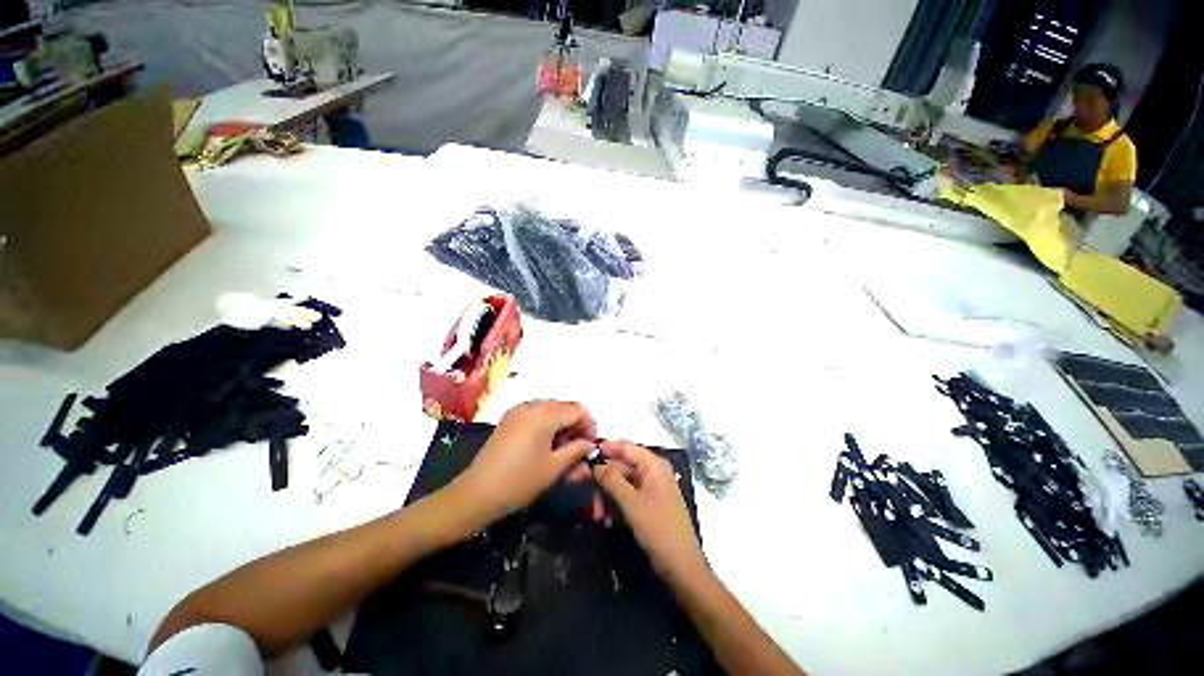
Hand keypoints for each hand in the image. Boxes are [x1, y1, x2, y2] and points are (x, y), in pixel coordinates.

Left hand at [452, 401, 596, 525]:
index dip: (589, 425)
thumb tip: (590, 443)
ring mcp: (518, 411)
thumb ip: (576, 450)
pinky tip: (547, 446)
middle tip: (580, 450)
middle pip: (564, 407)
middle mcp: (531, 405)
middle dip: (576, 426)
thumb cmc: (519, 481)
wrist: (476, 494)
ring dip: (562, 427)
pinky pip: (536, 415)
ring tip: (564, 451)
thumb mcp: (553, 467)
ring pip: (551, 411)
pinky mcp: (509, 420)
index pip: (577, 409)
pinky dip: (547, 426)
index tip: (591, 445)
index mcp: (544, 414)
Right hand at [590, 440, 707, 582]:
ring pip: (621, 484)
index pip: (625, 447)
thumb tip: (595, 463)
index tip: (583, 454)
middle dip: (603, 481)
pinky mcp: (648, 504)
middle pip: (621, 467)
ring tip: (597, 516)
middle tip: (585, 493)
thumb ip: (612, 479)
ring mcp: (651, 488)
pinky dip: (616, 506)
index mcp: (653, 465)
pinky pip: (627, 497)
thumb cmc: (658, 528)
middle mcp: (652, 472)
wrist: (681, 566)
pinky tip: (607, 521)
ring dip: (607, 497)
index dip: (605, 448)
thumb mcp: (631, 503)